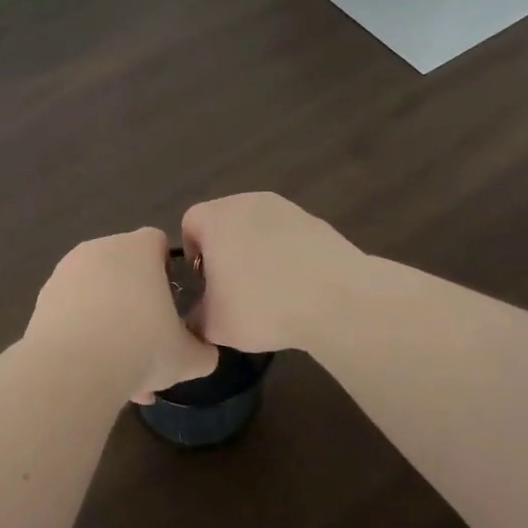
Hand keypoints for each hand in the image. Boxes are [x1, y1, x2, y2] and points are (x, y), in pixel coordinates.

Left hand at [24, 227, 219, 404]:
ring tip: (121, 372)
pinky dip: (83, 333)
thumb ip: (203, 351)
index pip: (157, 242)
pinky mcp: (43, 297)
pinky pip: (72, 311)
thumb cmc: (141, 348)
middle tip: (147, 346)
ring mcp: (66, 271)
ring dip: (110, 324)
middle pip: (124, 270)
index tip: (171, 304)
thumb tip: (204, 354)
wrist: (73, 369)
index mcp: (138, 249)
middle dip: (136, 305)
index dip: (167, 270)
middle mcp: (100, 249)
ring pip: (97, 294)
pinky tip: (93, 371)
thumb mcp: (188, 358)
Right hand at [181, 193, 362, 354]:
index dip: (192, 254)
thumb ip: (196, 317)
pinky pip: (288, 236)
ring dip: (257, 252)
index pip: (190, 224)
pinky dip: (286, 255)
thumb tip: (199, 315)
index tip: (204, 283)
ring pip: (258, 228)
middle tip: (233, 288)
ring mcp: (286, 208)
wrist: (337, 300)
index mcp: (216, 218)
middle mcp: (247, 202)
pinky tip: (296, 287)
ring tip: (268, 290)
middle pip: (225, 222)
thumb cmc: (263, 306)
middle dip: (225, 251)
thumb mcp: (214, 325)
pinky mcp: (316, 222)